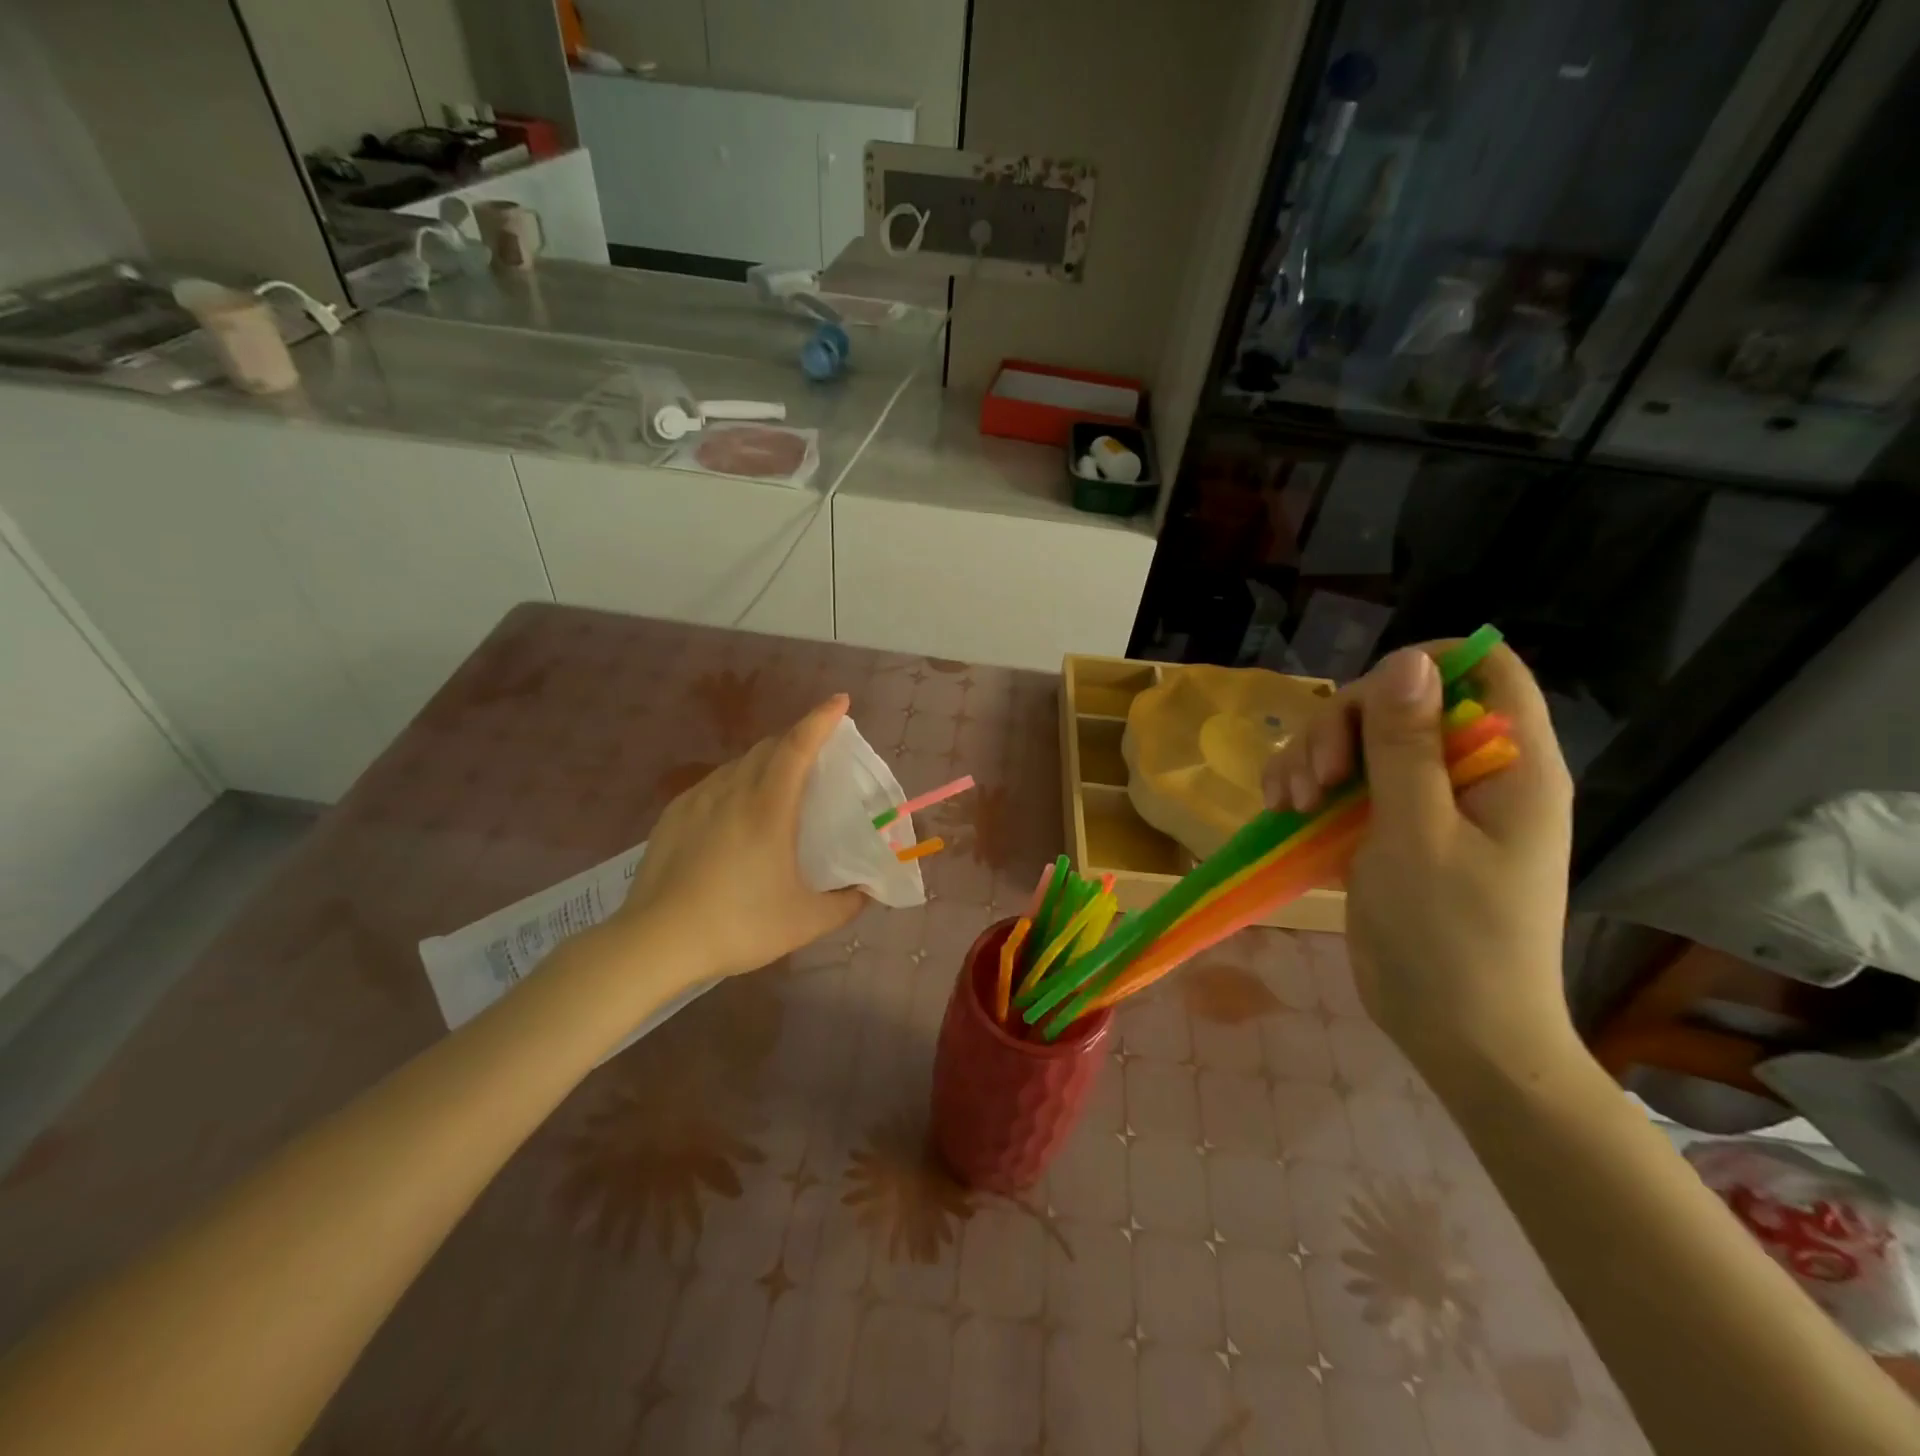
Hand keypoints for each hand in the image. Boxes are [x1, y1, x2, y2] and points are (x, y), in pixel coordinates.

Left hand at [611, 695, 865, 981]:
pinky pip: (714, 783)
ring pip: (739, 763)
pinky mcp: (673, 815)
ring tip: (780, 784)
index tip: (840, 701)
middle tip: (818, 753)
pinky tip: (736, 811)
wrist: (656, 942)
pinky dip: (737, 781)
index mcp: (768, 807)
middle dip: (797, 738)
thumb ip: (845, 904)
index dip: (821, 719)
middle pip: (768, 747)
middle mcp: (732, 791)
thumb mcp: (805, 922)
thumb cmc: (738, 925)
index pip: (798, 746)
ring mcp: (698, 800)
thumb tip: (866, 891)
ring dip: (766, 761)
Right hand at [1263, 644, 1578, 1084]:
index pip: (1482, 669)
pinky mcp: (1389, 829)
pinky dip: (1306, 786)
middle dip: (1343, 727)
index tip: (1362, 704)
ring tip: (1289, 803)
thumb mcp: (1420, 836)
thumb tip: (1407, 660)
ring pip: (1359, 739)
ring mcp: (1426, 802)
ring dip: (1312, 757)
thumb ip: (1408, 746)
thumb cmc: (1451, 938)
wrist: (1456, 1034)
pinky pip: (1341, 781)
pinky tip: (1282, 810)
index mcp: (1508, 765)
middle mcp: (1469, 772)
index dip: (1422, 666)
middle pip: (1400, 702)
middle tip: (1314, 780)